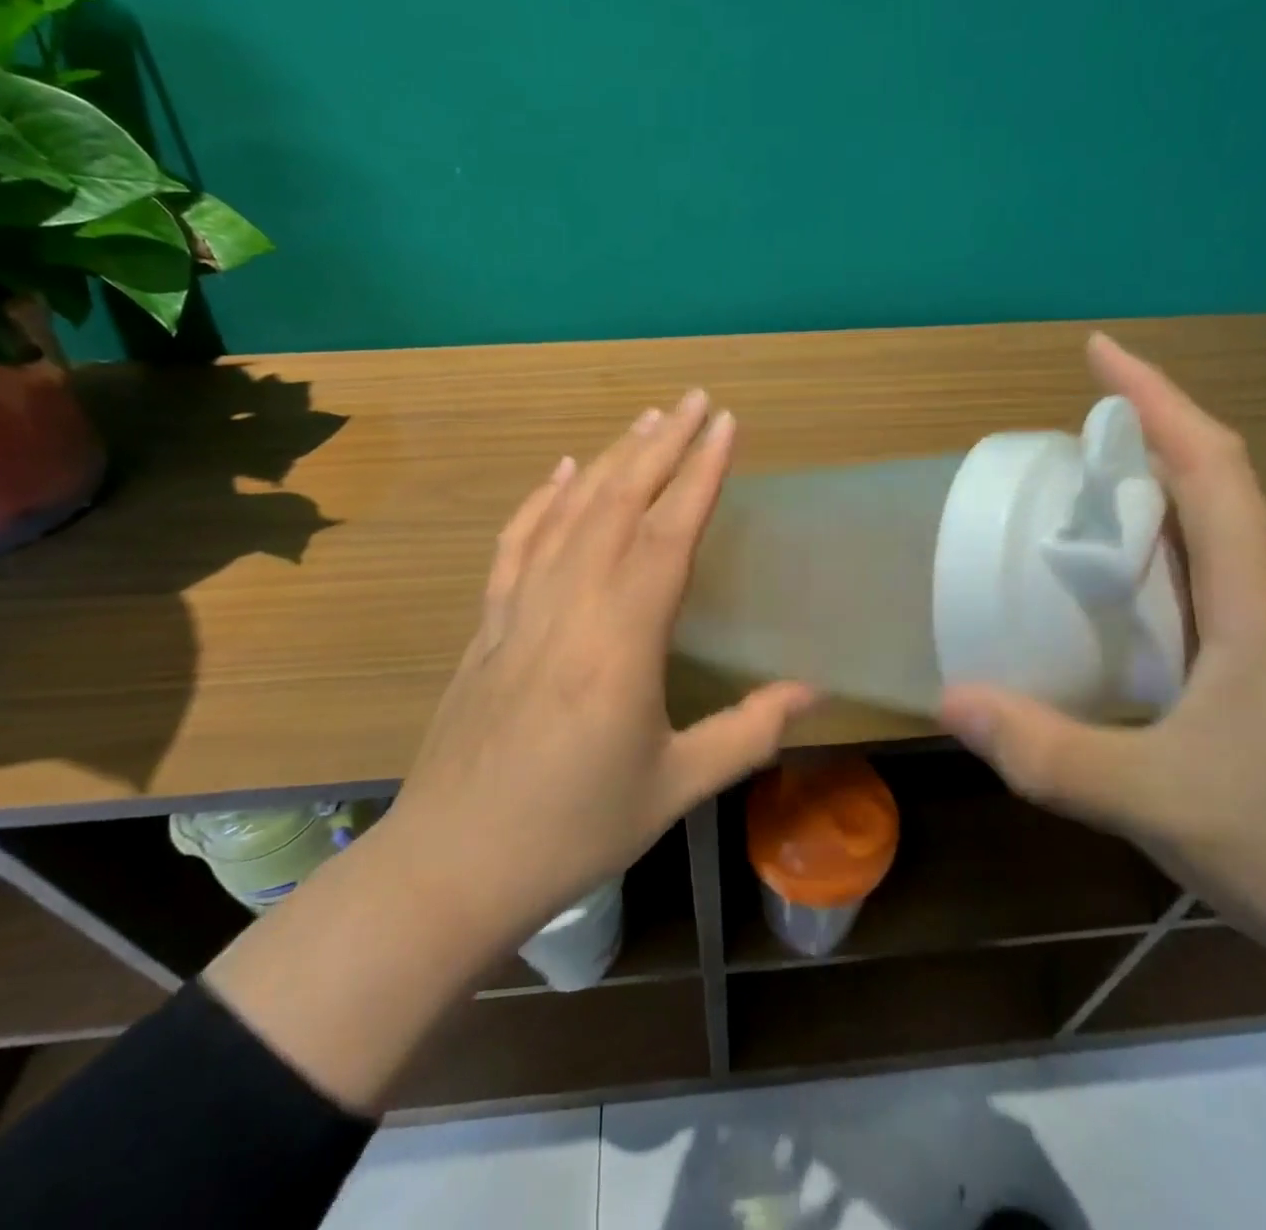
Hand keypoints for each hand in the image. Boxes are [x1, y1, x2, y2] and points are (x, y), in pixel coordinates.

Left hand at [388, 387, 814, 938]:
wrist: (452, 865)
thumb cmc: (572, 830)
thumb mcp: (674, 787)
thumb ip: (749, 731)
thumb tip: (813, 690)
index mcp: (621, 642)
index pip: (667, 534)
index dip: (700, 474)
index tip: (725, 424)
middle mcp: (569, 607)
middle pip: (618, 504)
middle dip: (661, 445)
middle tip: (694, 400)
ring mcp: (519, 610)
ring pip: (569, 513)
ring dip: (610, 460)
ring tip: (646, 421)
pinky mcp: (487, 625)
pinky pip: (517, 545)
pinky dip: (541, 500)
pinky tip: (562, 473)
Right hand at [940, 334, 1265, 1105]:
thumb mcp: (1156, 798)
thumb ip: (1047, 752)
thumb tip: (950, 700)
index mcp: (1256, 596)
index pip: (1210, 464)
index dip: (1154, 398)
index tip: (1097, 352)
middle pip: (1208, 486)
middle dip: (1136, 442)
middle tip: (1054, 447)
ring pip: (1205, 538)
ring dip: (1143, 503)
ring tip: (1068, 509)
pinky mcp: (1265, 672)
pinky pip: (1200, 588)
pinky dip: (1149, 565)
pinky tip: (1105, 600)